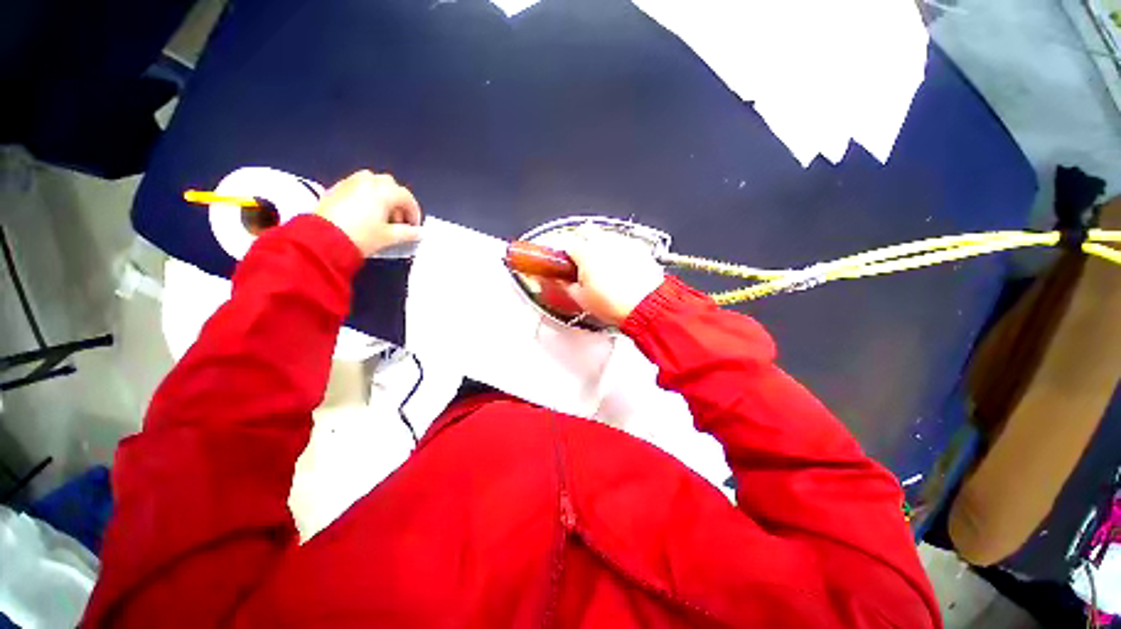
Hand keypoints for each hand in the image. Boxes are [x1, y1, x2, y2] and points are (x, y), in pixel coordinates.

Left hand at [315, 170, 422, 255]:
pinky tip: (364, 213)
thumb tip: (420, 232)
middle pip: (390, 185)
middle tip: (398, 220)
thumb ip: (409, 233)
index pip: (407, 197)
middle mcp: (369, 181)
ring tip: (381, 215)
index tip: (414, 227)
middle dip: (397, 201)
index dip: (414, 212)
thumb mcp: (390, 237)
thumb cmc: (363, 236)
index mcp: (385, 191)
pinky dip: (366, 196)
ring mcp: (351, 182)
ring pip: (373, 182)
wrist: (324, 239)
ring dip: (381, 196)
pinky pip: (358, 187)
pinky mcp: (337, 188)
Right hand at [564, 227, 665, 326]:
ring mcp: (623, 242)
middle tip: (580, 255)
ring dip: (600, 243)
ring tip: (602, 263)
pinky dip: (619, 249)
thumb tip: (564, 282)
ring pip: (606, 234)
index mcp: (585, 253)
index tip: (565, 259)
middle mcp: (604, 242)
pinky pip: (624, 242)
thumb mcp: (582, 299)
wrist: (646, 307)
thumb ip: (567, 286)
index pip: (567, 242)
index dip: (564, 251)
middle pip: (586, 229)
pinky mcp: (639, 247)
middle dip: (580, 239)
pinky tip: (620, 264)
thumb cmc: (616, 304)